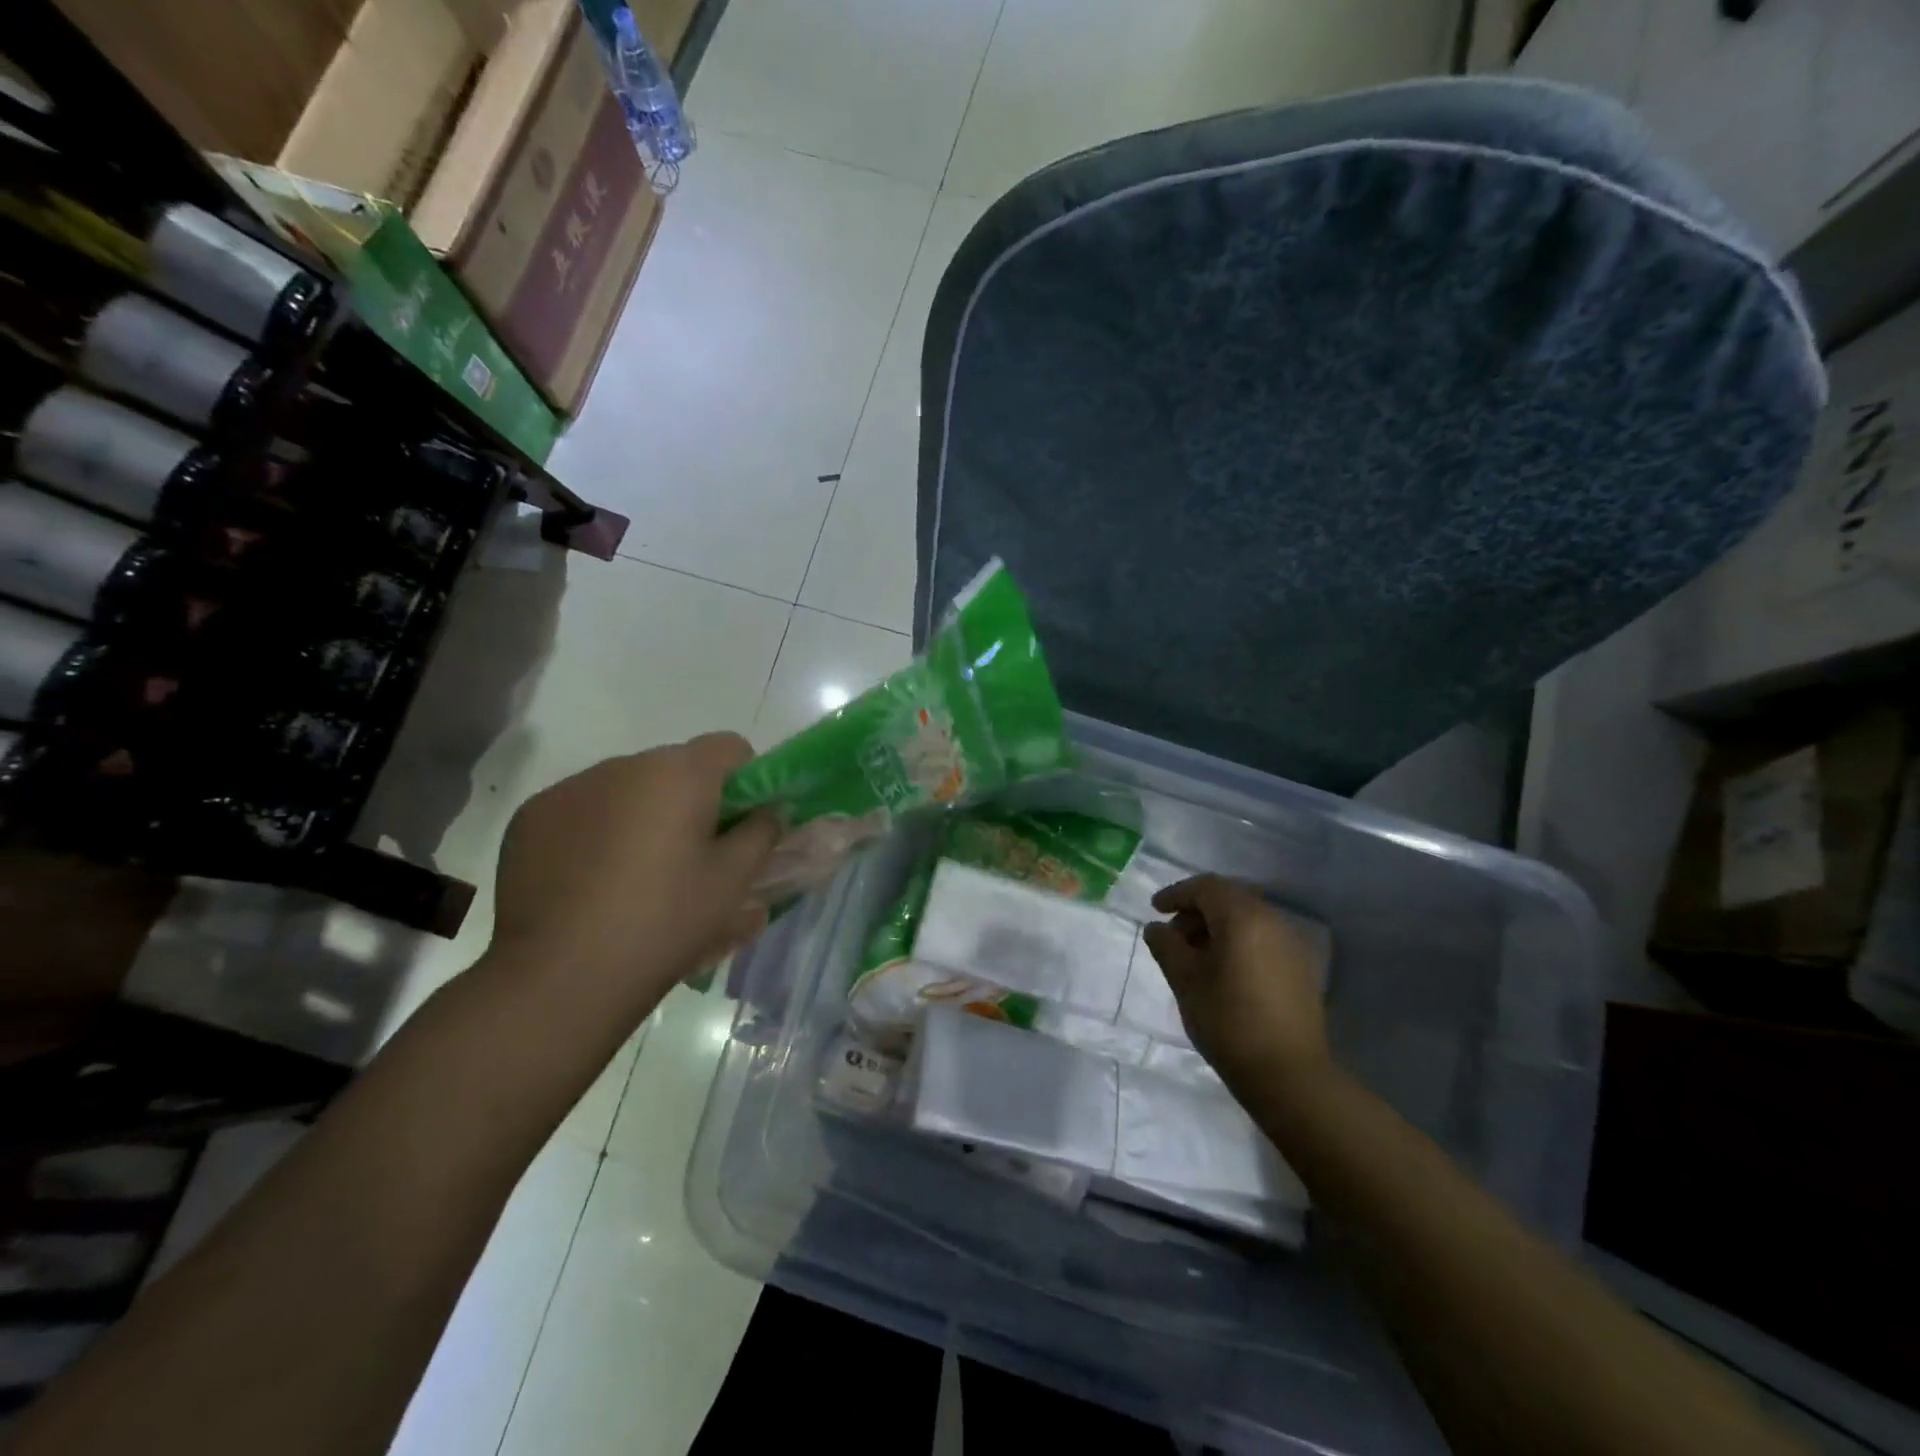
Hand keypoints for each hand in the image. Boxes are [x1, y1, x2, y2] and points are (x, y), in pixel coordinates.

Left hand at [488, 734, 779, 1019]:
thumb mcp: (733, 881)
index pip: (730, 747)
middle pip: (675, 768)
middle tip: (693, 858)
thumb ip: (763, 832)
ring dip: (642, 815)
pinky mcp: (531, 818)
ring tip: (638, 876)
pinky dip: (596, 831)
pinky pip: (582, 810)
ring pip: (626, 789)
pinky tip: (592, 882)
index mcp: (679, 773)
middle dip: (691, 801)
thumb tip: (769, 810)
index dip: (746, 781)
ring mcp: (570, 789)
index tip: (741, 824)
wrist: (560, 976)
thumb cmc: (665, 921)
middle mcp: (623, 765)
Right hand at [1142, 875, 1330, 1097]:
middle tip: (1173, 935)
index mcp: (1243, 917)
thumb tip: (1156, 928)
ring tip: (1194, 956)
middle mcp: (1272, 920)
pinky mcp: (1300, 967)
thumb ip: (1166, 946)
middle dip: (1196, 910)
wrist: (1288, 1074)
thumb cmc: (1228, 1021)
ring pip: (1247, 918)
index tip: (1155, 910)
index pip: (1205, 887)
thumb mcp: (1185, 980)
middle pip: (1228, 898)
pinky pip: (1262, 937)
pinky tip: (1223, 970)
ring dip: (1217, 926)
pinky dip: (1238, 941)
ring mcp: (1291, 943)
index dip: (1176, 894)